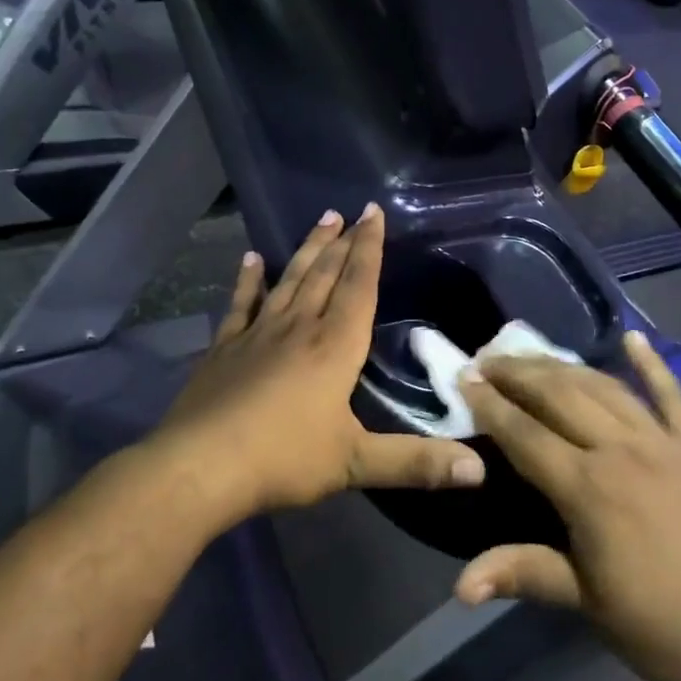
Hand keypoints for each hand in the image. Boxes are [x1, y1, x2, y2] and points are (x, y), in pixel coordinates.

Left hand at [151, 204, 485, 523]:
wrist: (200, 467)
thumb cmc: (284, 459)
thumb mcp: (355, 463)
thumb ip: (416, 463)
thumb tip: (480, 470)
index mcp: (334, 347)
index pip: (358, 286)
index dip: (370, 249)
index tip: (374, 214)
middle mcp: (298, 328)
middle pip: (325, 275)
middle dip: (343, 242)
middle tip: (352, 211)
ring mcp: (257, 334)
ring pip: (289, 281)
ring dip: (307, 250)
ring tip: (322, 220)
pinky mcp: (224, 348)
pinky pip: (241, 305)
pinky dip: (248, 281)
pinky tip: (250, 259)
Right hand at [454, 332, 680, 680]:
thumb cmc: (665, 629)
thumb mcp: (587, 603)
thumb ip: (523, 573)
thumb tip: (460, 586)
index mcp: (589, 489)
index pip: (525, 433)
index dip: (490, 404)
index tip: (463, 378)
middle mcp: (622, 450)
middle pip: (560, 396)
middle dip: (519, 373)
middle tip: (487, 358)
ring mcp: (665, 442)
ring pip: (604, 387)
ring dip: (564, 366)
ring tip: (532, 354)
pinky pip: (672, 395)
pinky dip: (653, 365)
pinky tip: (634, 339)